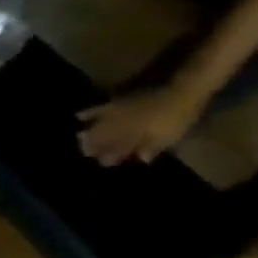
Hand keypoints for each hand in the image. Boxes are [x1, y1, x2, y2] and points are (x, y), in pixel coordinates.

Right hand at [76, 83, 208, 164]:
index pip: (116, 149)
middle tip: (85, 153)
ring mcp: (115, 114)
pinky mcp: (116, 104)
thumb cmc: (176, 119)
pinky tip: (78, 116)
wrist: (179, 94)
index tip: (103, 162)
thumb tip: (141, 158)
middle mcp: (118, 127)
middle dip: (93, 146)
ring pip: (96, 126)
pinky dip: (88, 113)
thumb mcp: (170, 136)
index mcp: (132, 136)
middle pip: (101, 138)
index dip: (109, 156)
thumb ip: (152, 147)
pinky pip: (97, 109)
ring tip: (79, 138)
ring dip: (88, 133)